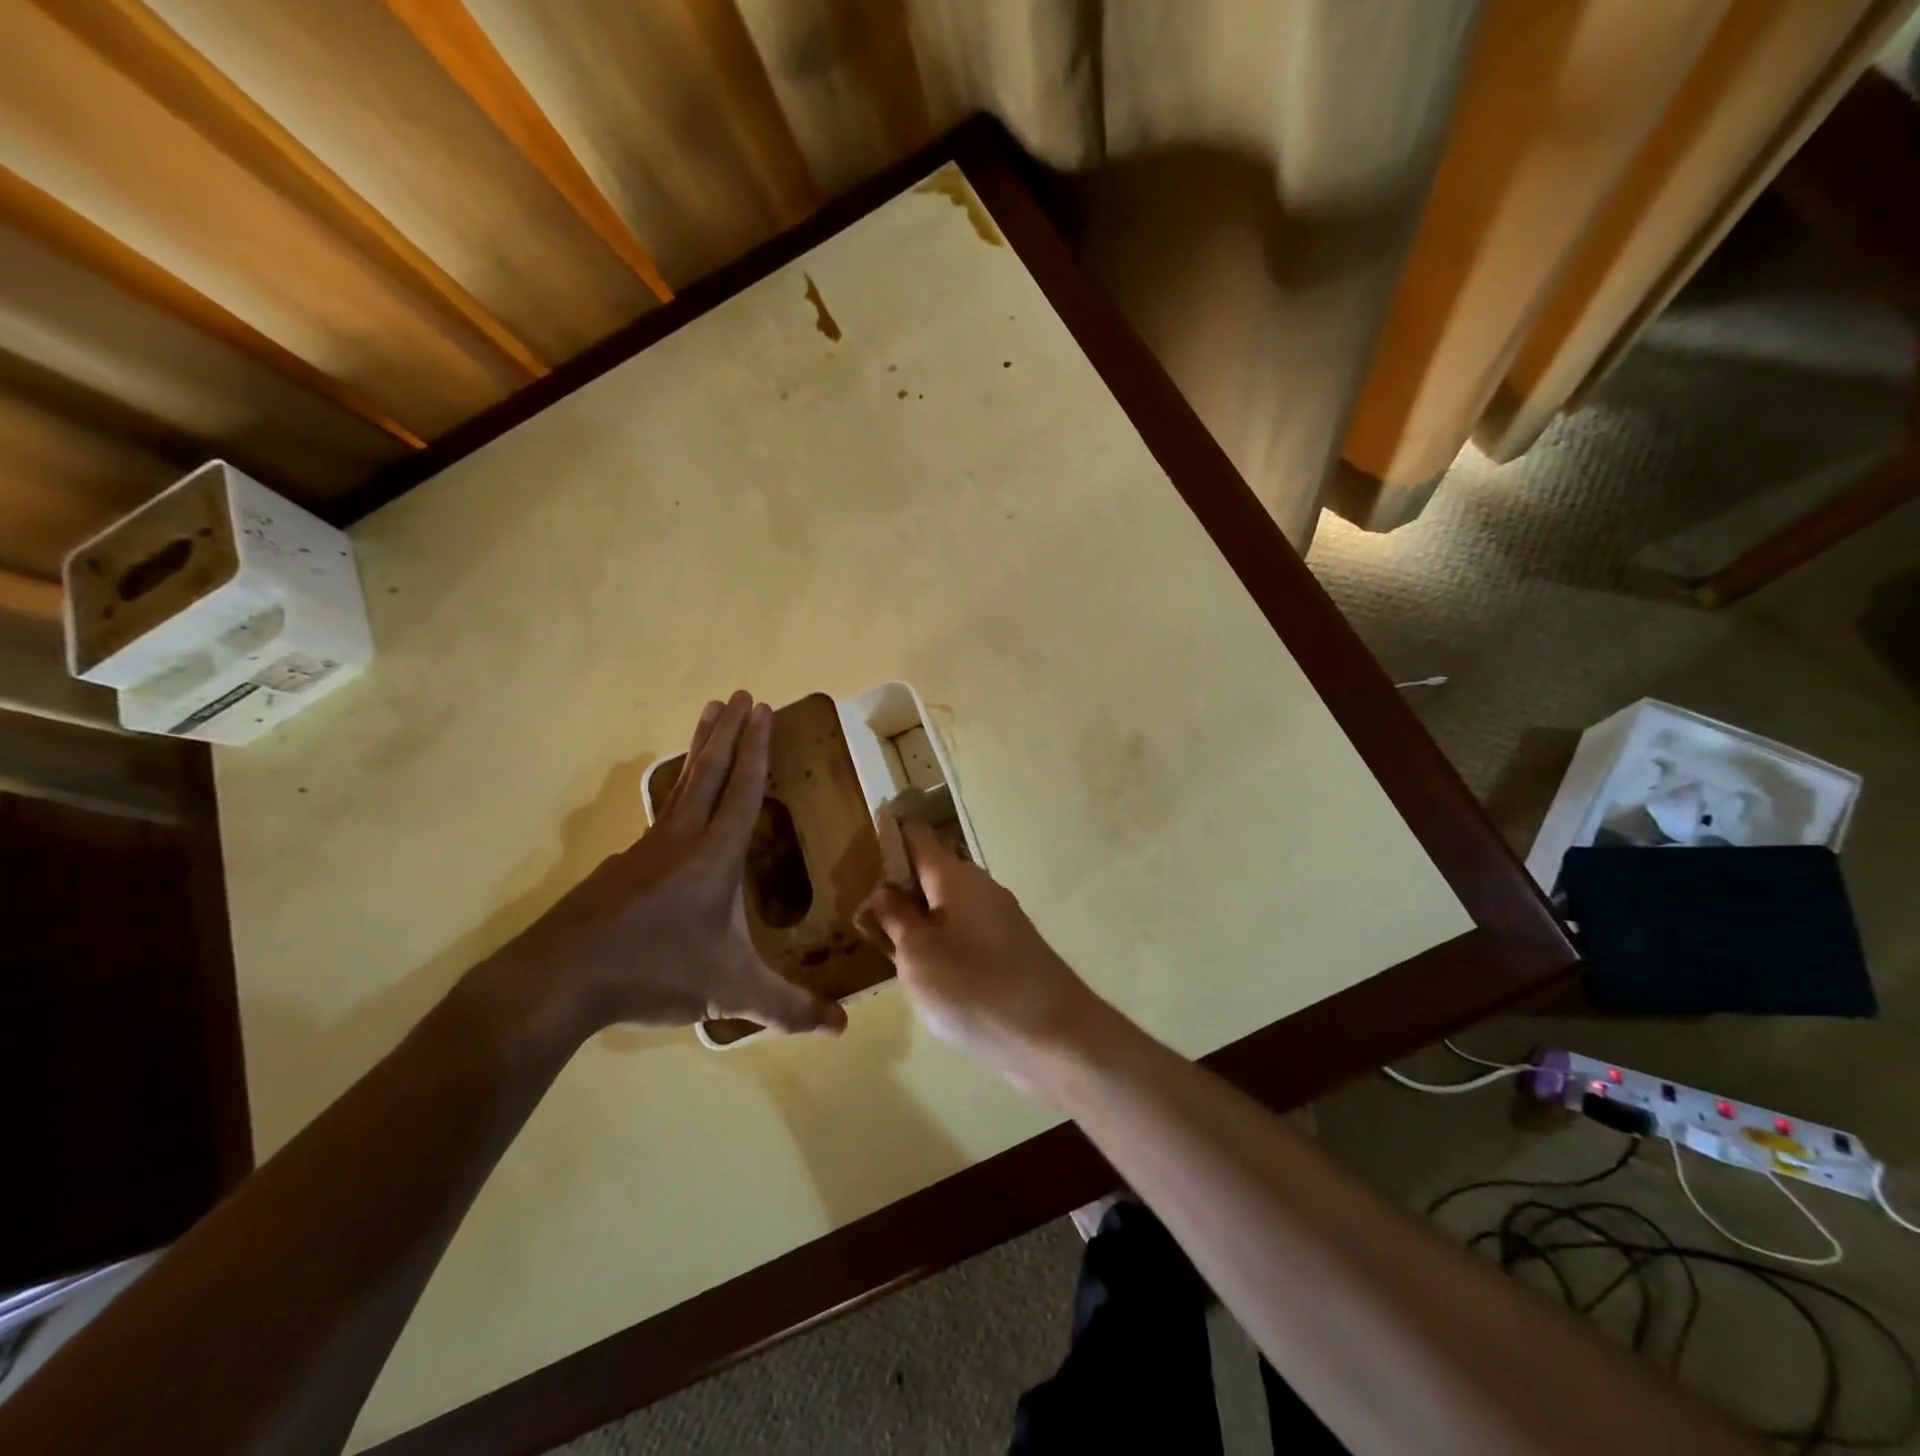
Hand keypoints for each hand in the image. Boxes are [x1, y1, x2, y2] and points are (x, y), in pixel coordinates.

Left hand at [502, 693, 847, 1038]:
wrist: (560, 979)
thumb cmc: (655, 971)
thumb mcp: (730, 993)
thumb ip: (787, 1009)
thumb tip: (843, 1029)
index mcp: (714, 856)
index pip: (744, 790)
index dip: (758, 750)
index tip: (764, 710)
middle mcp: (682, 838)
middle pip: (711, 771)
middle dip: (730, 731)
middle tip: (741, 694)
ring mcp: (647, 848)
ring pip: (682, 784)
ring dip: (701, 747)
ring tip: (709, 714)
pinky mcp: (623, 866)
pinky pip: (662, 811)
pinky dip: (677, 787)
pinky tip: (675, 799)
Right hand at [858, 821, 1102, 1083]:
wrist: (1054, 1035)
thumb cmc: (974, 988)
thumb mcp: (918, 955)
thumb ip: (896, 918)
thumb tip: (884, 890)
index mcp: (955, 877)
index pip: (917, 837)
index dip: (888, 837)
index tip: (858, 853)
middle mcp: (979, 888)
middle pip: (931, 872)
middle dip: (898, 886)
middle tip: (861, 911)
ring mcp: (998, 919)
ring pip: (947, 905)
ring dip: (918, 917)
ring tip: (883, 942)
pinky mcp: (1008, 949)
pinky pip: (963, 931)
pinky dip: (940, 940)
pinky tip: (924, 970)